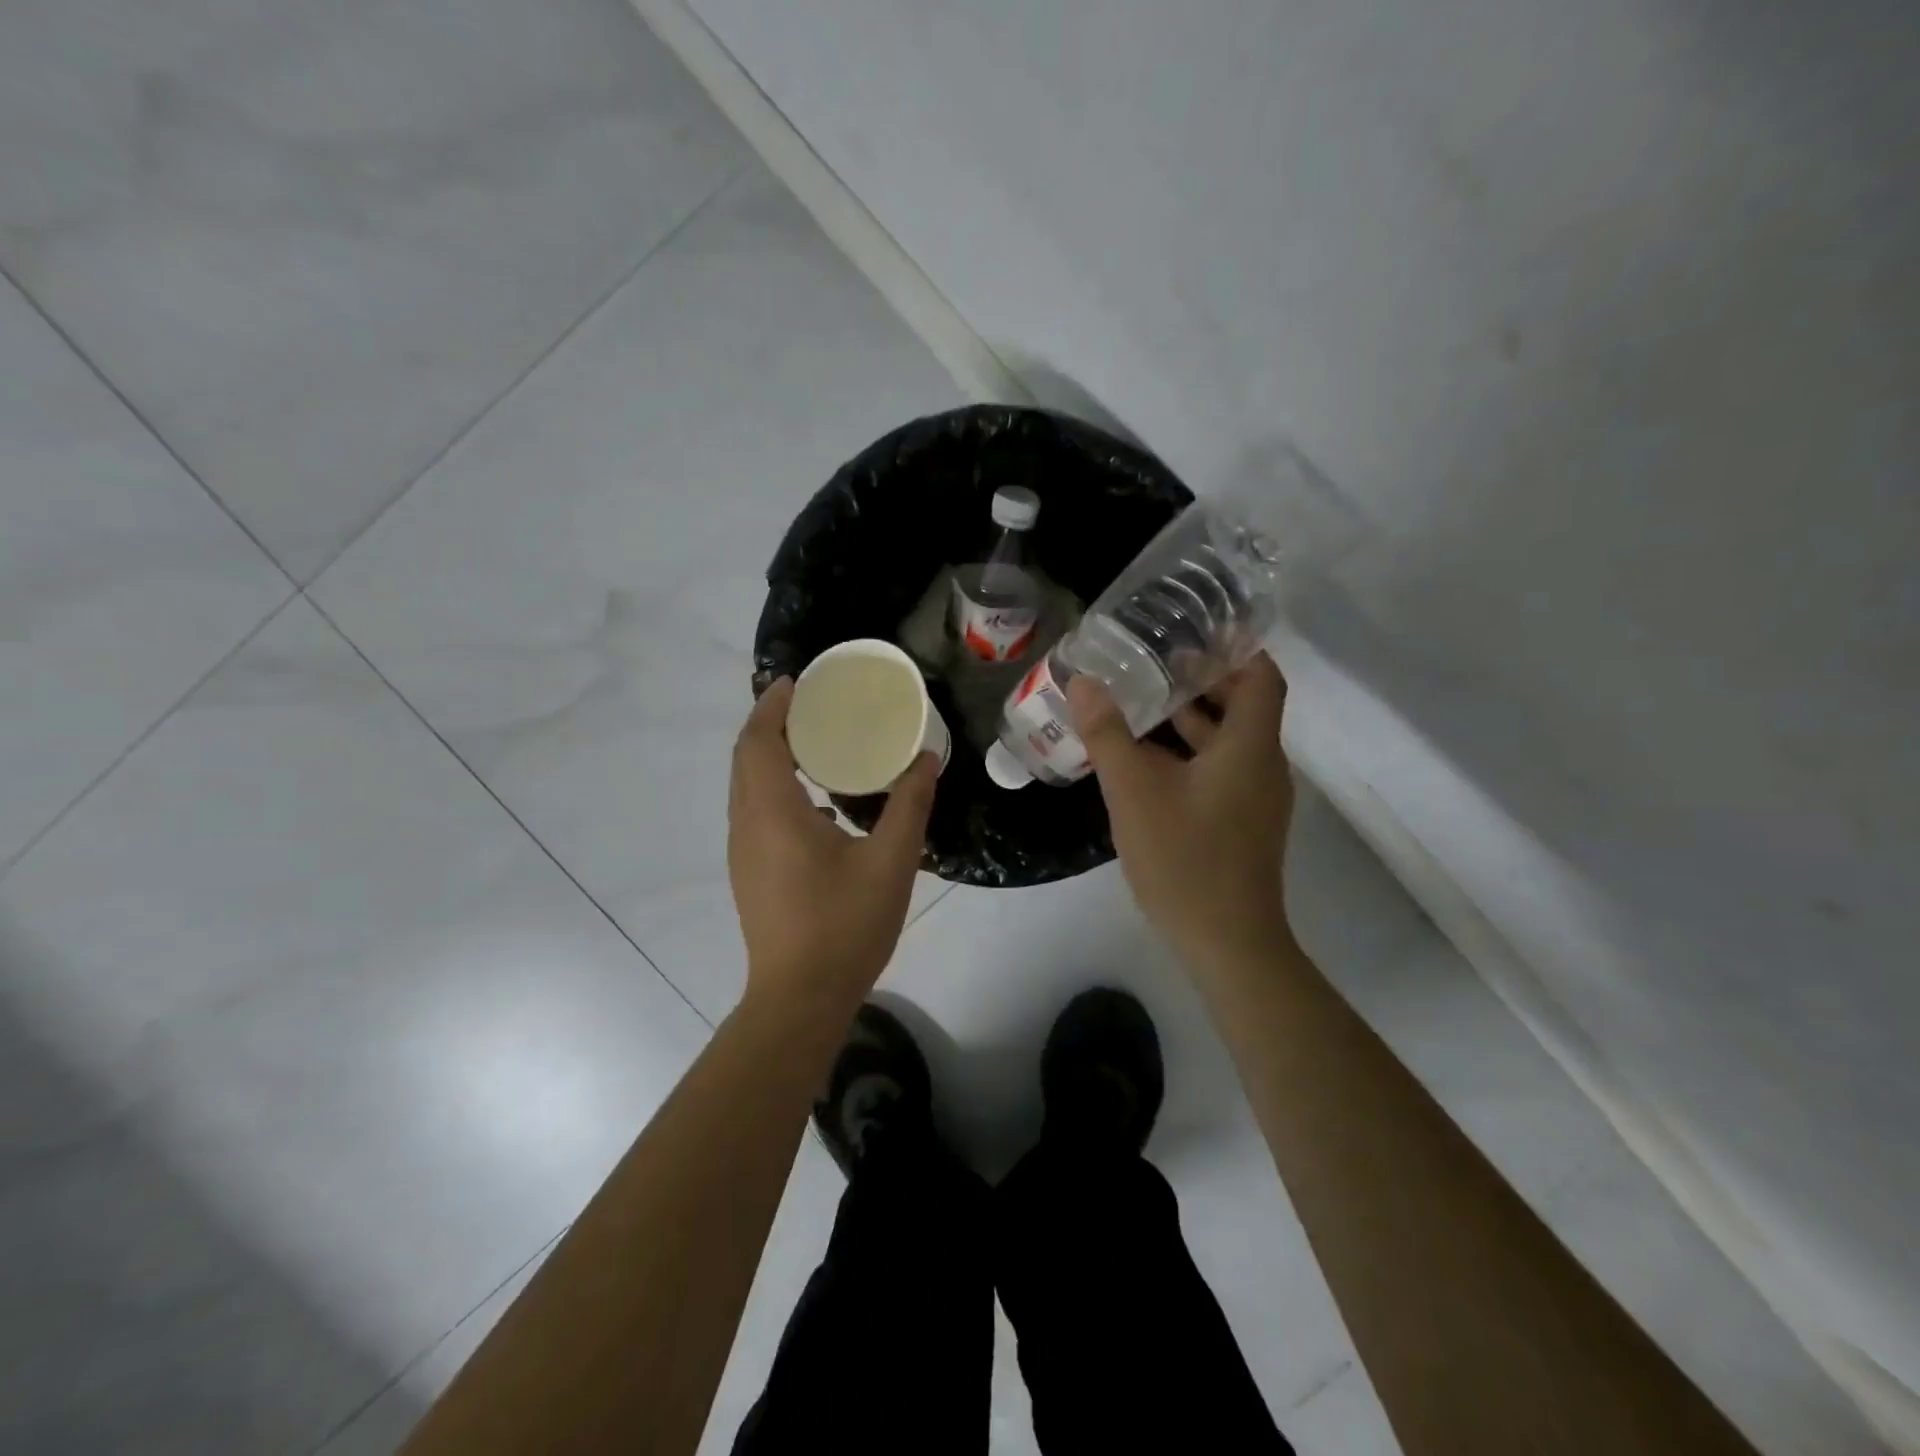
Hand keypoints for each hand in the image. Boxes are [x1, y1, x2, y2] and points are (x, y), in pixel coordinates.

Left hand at [728, 677, 938, 1018]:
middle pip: (746, 757)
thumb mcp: (892, 861)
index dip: (773, 705)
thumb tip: (926, 758)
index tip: (797, 680)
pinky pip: (755, 810)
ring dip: (771, 754)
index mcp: (773, 812)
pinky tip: (818, 801)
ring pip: (746, 785)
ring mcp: (744, 851)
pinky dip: (775, 786)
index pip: (760, 740)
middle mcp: (747, 824)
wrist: (800, 998)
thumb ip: (909, 803)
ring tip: (815, 741)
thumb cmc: (844, 925)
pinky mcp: (750, 872)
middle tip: (812, 703)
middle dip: (771, 722)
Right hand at [1069, 653, 1293, 969]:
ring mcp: (1256, 799)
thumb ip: (1108, 734)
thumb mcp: (1134, 792)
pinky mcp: (1243, 824)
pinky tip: (1146, 761)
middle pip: (1243, 705)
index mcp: (1250, 747)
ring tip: (1141, 702)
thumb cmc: (1185, 859)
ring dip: (1191, 720)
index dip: (1235, 649)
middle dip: (1201, 681)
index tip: (1194, 632)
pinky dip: (1190, 754)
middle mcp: (1263, 766)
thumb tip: (1083, 681)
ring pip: (1228, 741)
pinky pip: (1221, 770)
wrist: (1227, 943)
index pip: (1262, 676)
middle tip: (1152, 661)